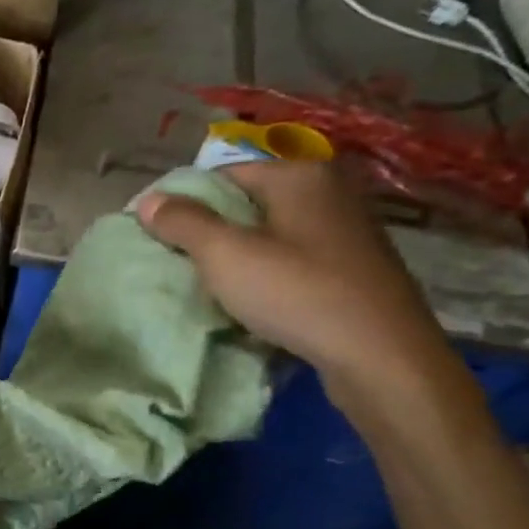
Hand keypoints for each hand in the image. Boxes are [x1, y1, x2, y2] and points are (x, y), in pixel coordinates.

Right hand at [136, 162, 459, 404]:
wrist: (380, 355)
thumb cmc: (297, 292)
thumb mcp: (225, 255)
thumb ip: (183, 223)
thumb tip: (148, 200)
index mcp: (299, 175)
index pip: (222, 173)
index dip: (185, 202)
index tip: (159, 236)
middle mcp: (329, 191)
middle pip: (248, 203)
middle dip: (212, 231)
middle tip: (180, 263)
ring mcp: (348, 231)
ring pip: (272, 233)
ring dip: (239, 256)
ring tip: (211, 286)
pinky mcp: (355, 268)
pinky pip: (295, 260)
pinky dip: (269, 274)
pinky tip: (255, 302)